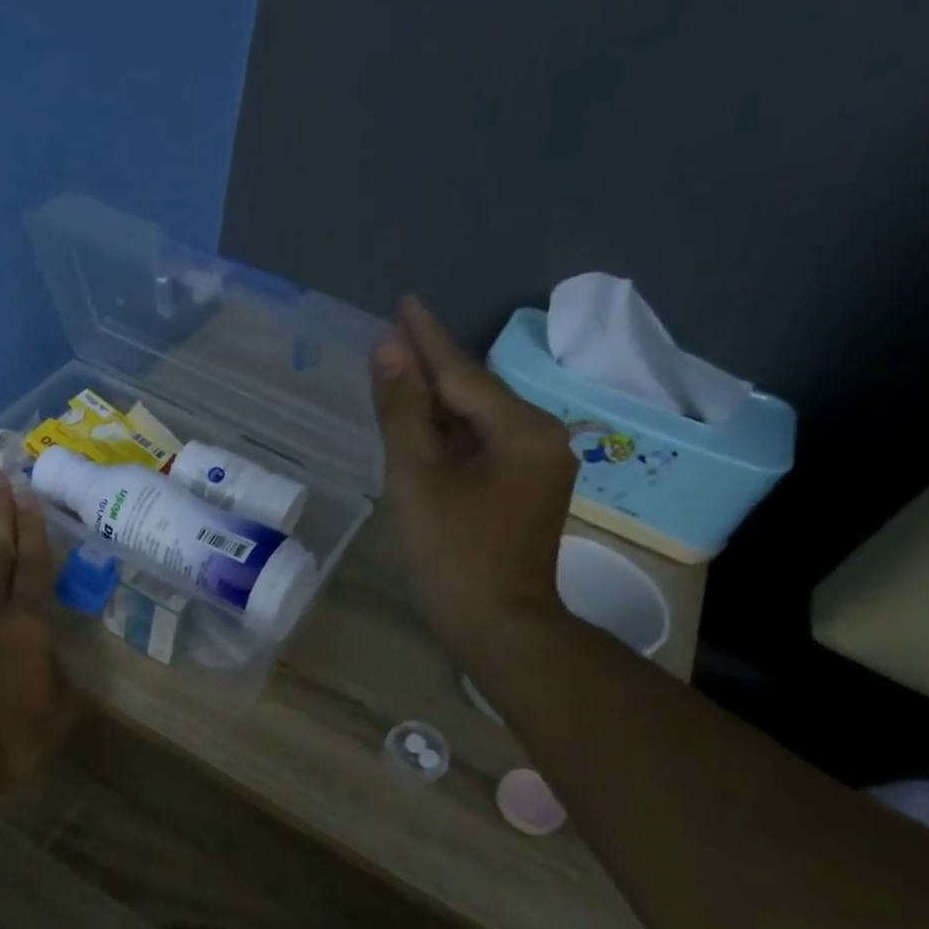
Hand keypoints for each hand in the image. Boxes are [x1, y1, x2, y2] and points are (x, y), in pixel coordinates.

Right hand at [370, 295, 576, 665]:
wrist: (498, 627)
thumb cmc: (454, 554)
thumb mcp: (419, 478)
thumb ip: (403, 411)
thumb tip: (388, 349)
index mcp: (522, 430)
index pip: (462, 372)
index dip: (427, 338)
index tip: (403, 300)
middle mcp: (539, 439)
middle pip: (472, 393)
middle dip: (430, 366)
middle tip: (392, 334)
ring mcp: (534, 468)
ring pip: (475, 422)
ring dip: (435, 401)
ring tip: (398, 372)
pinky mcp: (521, 492)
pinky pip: (478, 448)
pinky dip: (446, 435)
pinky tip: (421, 426)